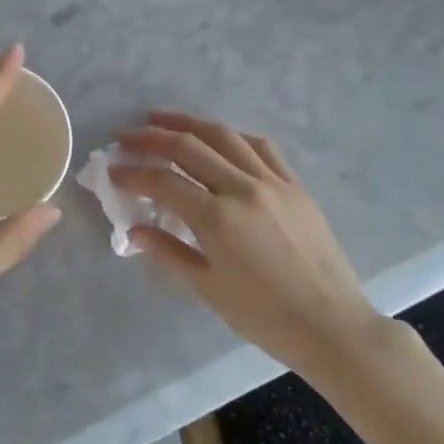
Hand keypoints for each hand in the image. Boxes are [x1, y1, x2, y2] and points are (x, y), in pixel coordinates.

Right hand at [111, 111, 386, 383]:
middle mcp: (241, 188)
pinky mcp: (294, 184)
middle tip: (125, 136)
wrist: (331, 325)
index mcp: (216, 218)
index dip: (132, 173)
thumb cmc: (263, 316)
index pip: (162, 181)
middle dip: (150, 137)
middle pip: (188, 147)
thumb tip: (134, 231)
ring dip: (187, 122)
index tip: (113, 171)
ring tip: (160, 119)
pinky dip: (231, 135)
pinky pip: (260, 146)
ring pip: (223, 135)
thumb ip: (169, 252)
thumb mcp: (208, 288)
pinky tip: (217, 136)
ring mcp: (272, 182)